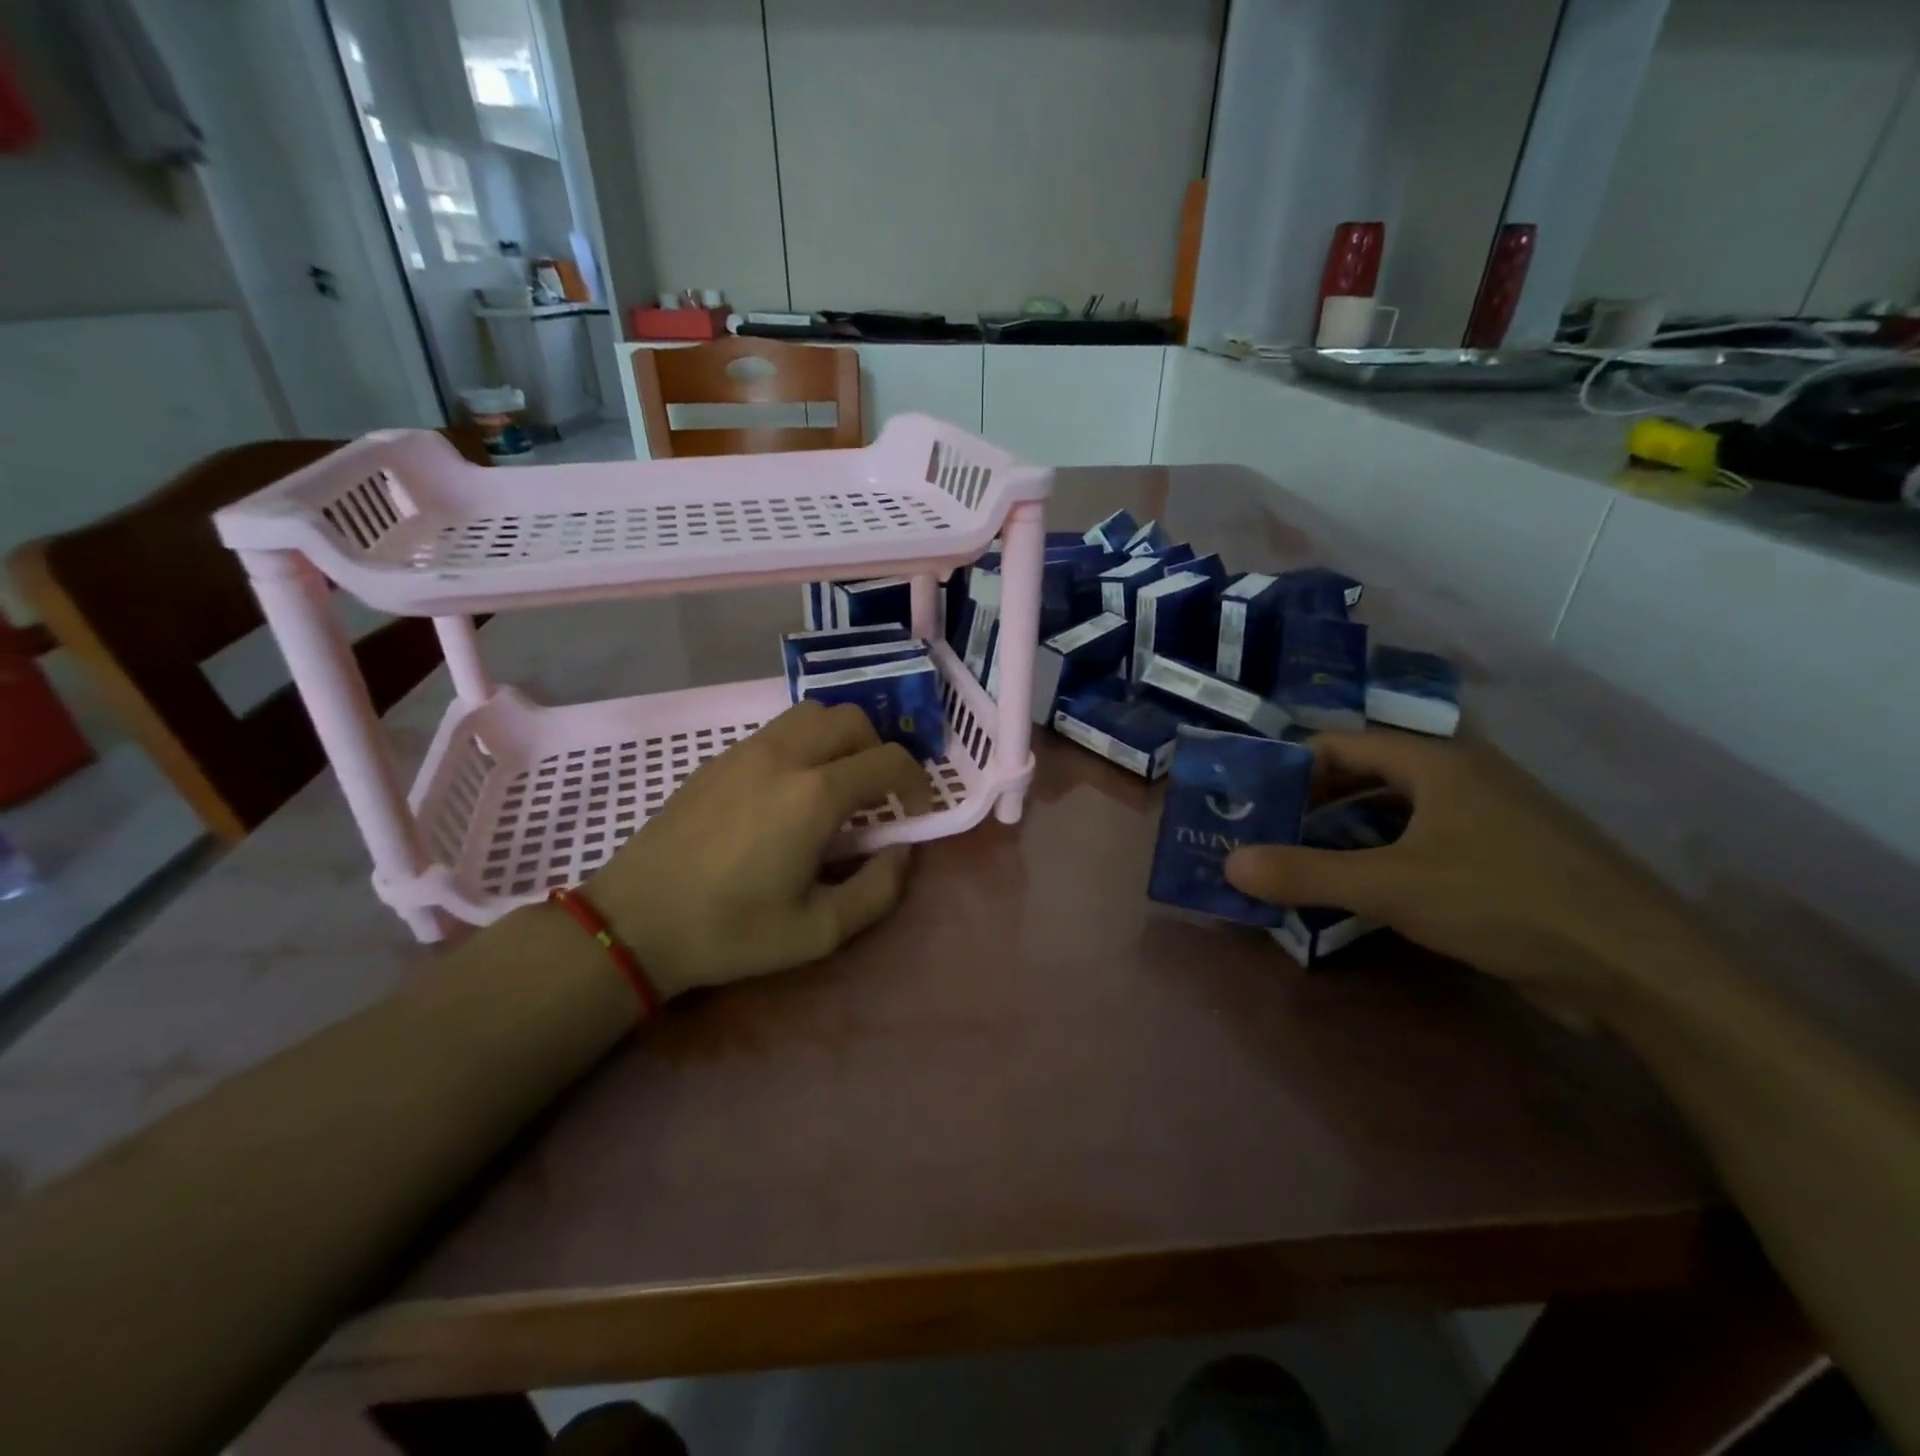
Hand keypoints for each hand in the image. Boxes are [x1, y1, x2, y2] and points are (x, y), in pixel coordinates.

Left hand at [585, 701, 931, 998]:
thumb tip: (902, 850)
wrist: (635, 921)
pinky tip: (789, 793)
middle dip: (879, 751)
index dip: (917, 783)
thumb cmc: (731, 931)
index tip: (917, 813)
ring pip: (812, 713)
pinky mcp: (718, 759)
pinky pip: (777, 731)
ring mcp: (746, 751)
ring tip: (838, 785)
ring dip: (841, 740)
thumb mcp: (819, 931)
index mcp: (814, 795)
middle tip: (878, 796)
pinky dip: (804, 745)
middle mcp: (784, 756)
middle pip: (853, 719)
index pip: (889, 760)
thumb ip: (879, 889)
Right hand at [1224, 732, 1689, 998]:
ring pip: (1395, 814)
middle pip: (1366, 777)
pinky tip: (1362, 893)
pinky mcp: (1504, 860)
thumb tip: (1229, 863)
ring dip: (1345, 835)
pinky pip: (1424, 846)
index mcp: (1436, 762)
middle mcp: (1462, 778)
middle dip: (1313, 805)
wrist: (1640, 968)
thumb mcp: (1391, 887)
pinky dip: (1383, 860)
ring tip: (1301, 865)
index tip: (1253, 803)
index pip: (1341, 745)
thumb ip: (1305, 873)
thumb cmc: (1505, 901)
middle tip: (1267, 836)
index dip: (1291, 769)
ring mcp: (1488, 819)